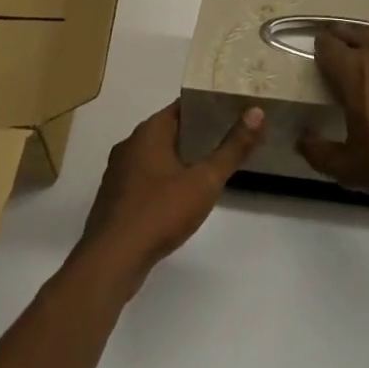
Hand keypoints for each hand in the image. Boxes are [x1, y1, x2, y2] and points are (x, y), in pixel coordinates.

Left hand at [77, 101, 263, 284]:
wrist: (110, 262)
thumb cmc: (159, 212)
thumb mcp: (204, 181)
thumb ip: (232, 148)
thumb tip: (257, 112)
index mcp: (150, 131)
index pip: (184, 106)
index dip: (209, 105)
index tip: (233, 109)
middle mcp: (131, 144)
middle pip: (170, 129)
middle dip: (198, 133)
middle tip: (230, 137)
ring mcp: (119, 173)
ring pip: (157, 155)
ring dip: (181, 158)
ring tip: (211, 165)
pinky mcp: (116, 199)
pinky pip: (146, 178)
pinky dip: (165, 180)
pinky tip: (182, 196)